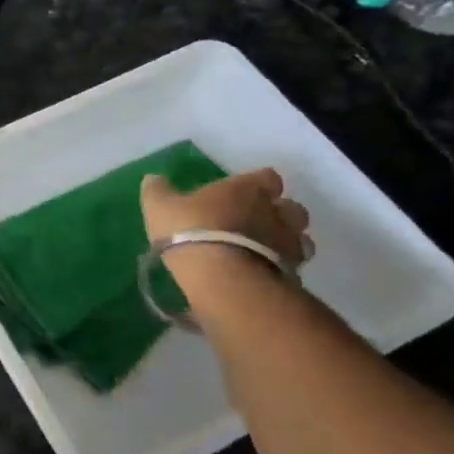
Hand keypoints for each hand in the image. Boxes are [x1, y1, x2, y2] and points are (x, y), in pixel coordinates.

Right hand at [141, 168, 312, 266]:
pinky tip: (264, 276)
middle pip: (292, 207)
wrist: (221, 277)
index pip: (268, 177)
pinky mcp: (291, 274)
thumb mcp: (160, 206)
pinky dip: (283, 269)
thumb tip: (153, 178)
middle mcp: (275, 212)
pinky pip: (293, 267)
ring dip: (287, 242)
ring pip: (300, 238)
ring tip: (265, 252)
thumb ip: (158, 190)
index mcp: (247, 189)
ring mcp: (288, 244)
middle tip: (259, 223)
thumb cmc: (190, 230)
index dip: (259, 183)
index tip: (246, 192)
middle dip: (280, 213)